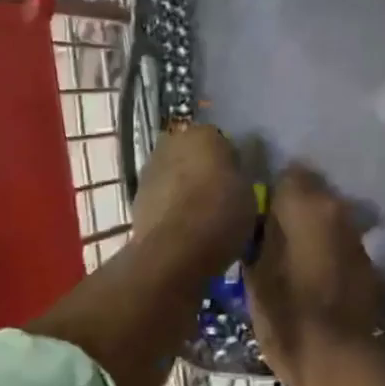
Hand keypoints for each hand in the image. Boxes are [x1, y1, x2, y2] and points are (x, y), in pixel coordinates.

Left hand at [130, 125, 254, 282]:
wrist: (174, 251)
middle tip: (218, 194)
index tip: (236, 182)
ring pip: (174, 172)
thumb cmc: (220, 215)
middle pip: (192, 152)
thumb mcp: (249, 195)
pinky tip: (181, 226)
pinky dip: (169, 204)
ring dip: (183, 185)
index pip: (221, 140)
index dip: (230, 161)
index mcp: (205, 134)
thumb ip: (238, 176)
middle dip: (202, 168)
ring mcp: (151, 167)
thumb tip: (232, 175)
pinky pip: (161, 194)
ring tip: (198, 214)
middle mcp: (173, 142)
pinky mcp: (136, 194)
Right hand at [244, 164, 383, 385]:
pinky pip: (343, 246)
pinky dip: (330, 254)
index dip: (272, 193)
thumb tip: (261, 220)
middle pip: (312, 195)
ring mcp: (357, 237)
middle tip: (271, 236)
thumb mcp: (254, 273)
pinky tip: (317, 278)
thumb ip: (259, 235)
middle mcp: (337, 210)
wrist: (336, 358)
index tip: (258, 214)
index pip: (288, 174)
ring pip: (329, 220)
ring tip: (293, 258)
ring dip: (314, 232)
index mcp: (305, 204)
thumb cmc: (285, 312)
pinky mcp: (369, 264)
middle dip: (294, 210)